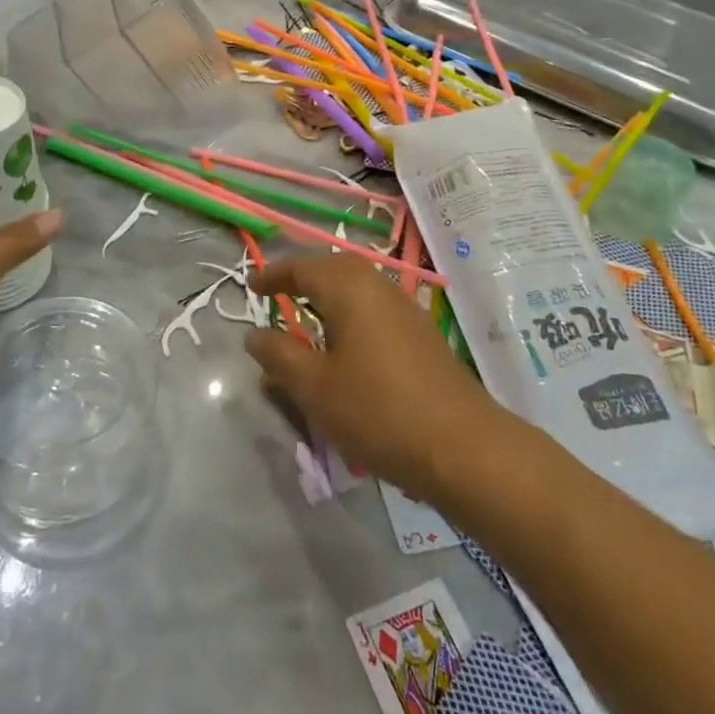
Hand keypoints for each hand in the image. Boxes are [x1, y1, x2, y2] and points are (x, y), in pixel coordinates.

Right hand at [246, 254, 496, 504]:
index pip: (303, 267)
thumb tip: (254, 334)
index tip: (251, 287)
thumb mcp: (315, 387)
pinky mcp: (420, 334)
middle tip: (278, 295)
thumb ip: (279, 355)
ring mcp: (404, 308)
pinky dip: (350, 316)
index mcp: (349, 288)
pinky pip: (374, 309)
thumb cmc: (378, 410)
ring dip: (328, 297)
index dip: (274, 275)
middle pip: (334, 269)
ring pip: (357, 289)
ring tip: (306, 321)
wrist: (463, 446)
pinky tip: (345, 349)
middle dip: (303, 278)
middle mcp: (378, 286)